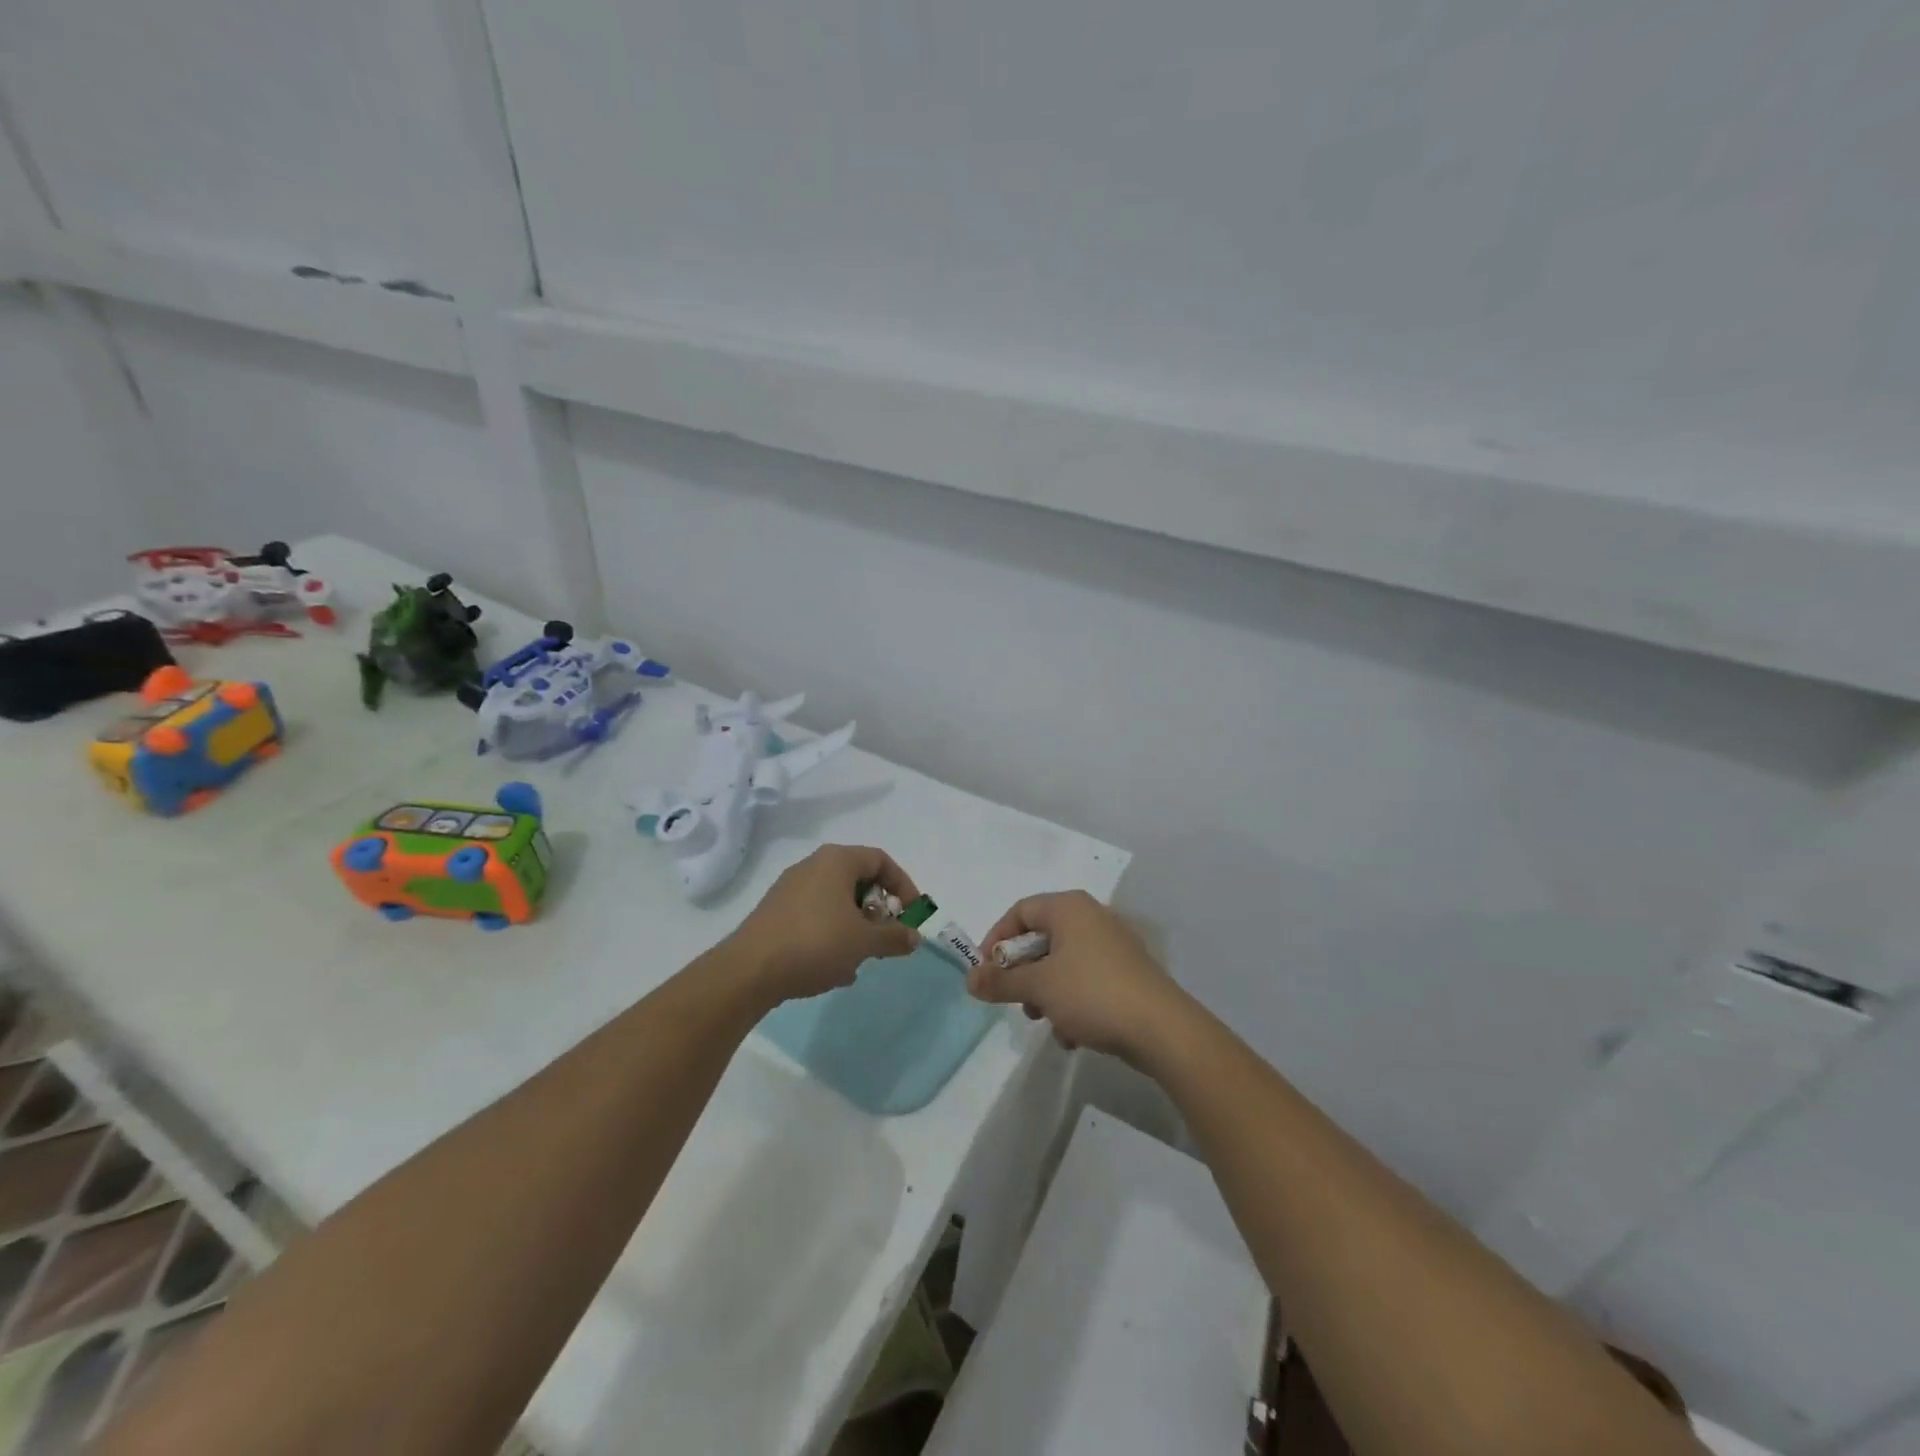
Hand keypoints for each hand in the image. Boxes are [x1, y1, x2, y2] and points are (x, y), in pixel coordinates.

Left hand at [725, 845, 920, 1003]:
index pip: (880, 860)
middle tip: (885, 938)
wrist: (749, 970)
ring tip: (859, 960)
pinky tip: (833, 969)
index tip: (912, 914)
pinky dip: (832, 936)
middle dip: (877, 912)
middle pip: (858, 881)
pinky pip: (815, 918)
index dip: (903, 886)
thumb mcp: (864, 942)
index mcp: (836, 860)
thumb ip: (894, 937)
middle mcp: (812, 866)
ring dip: (855, 929)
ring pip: (836, 903)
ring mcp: (790, 889)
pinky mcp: (776, 913)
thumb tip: (915, 936)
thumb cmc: (815, 943)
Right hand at [967, 891, 1184, 1061]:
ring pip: (1062, 964)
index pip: (1019, 911)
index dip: (996, 940)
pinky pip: (1086, 981)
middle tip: (1015, 1000)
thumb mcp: (1038, 987)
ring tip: (1045, 1022)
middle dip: (1023, 974)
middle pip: (1041, 938)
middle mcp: (1092, 917)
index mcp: (1069, 907)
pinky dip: (1073, 1004)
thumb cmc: (1093, 994)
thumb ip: (1000, 981)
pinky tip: (1073, 1035)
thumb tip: (969, 978)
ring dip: (1046, 994)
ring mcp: (1113, 945)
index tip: (985, 973)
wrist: (1163, 1030)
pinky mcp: (1127, 973)